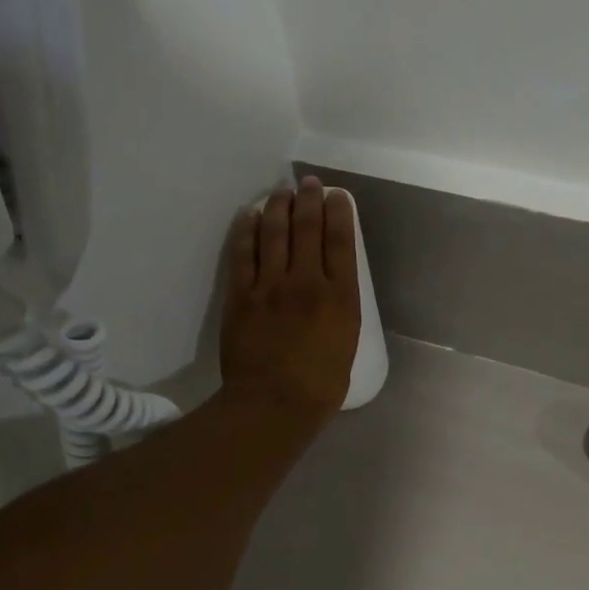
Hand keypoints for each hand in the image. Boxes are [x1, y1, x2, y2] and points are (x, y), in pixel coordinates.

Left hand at [221, 177, 361, 419]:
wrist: (273, 405)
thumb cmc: (319, 388)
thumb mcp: (346, 345)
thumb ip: (340, 312)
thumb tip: (330, 293)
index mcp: (340, 297)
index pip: (341, 241)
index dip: (339, 212)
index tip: (337, 196)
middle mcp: (307, 282)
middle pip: (307, 227)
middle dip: (309, 199)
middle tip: (308, 183)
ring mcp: (270, 286)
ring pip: (275, 232)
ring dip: (279, 206)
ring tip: (281, 192)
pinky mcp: (241, 295)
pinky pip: (244, 253)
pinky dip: (247, 230)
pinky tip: (250, 216)